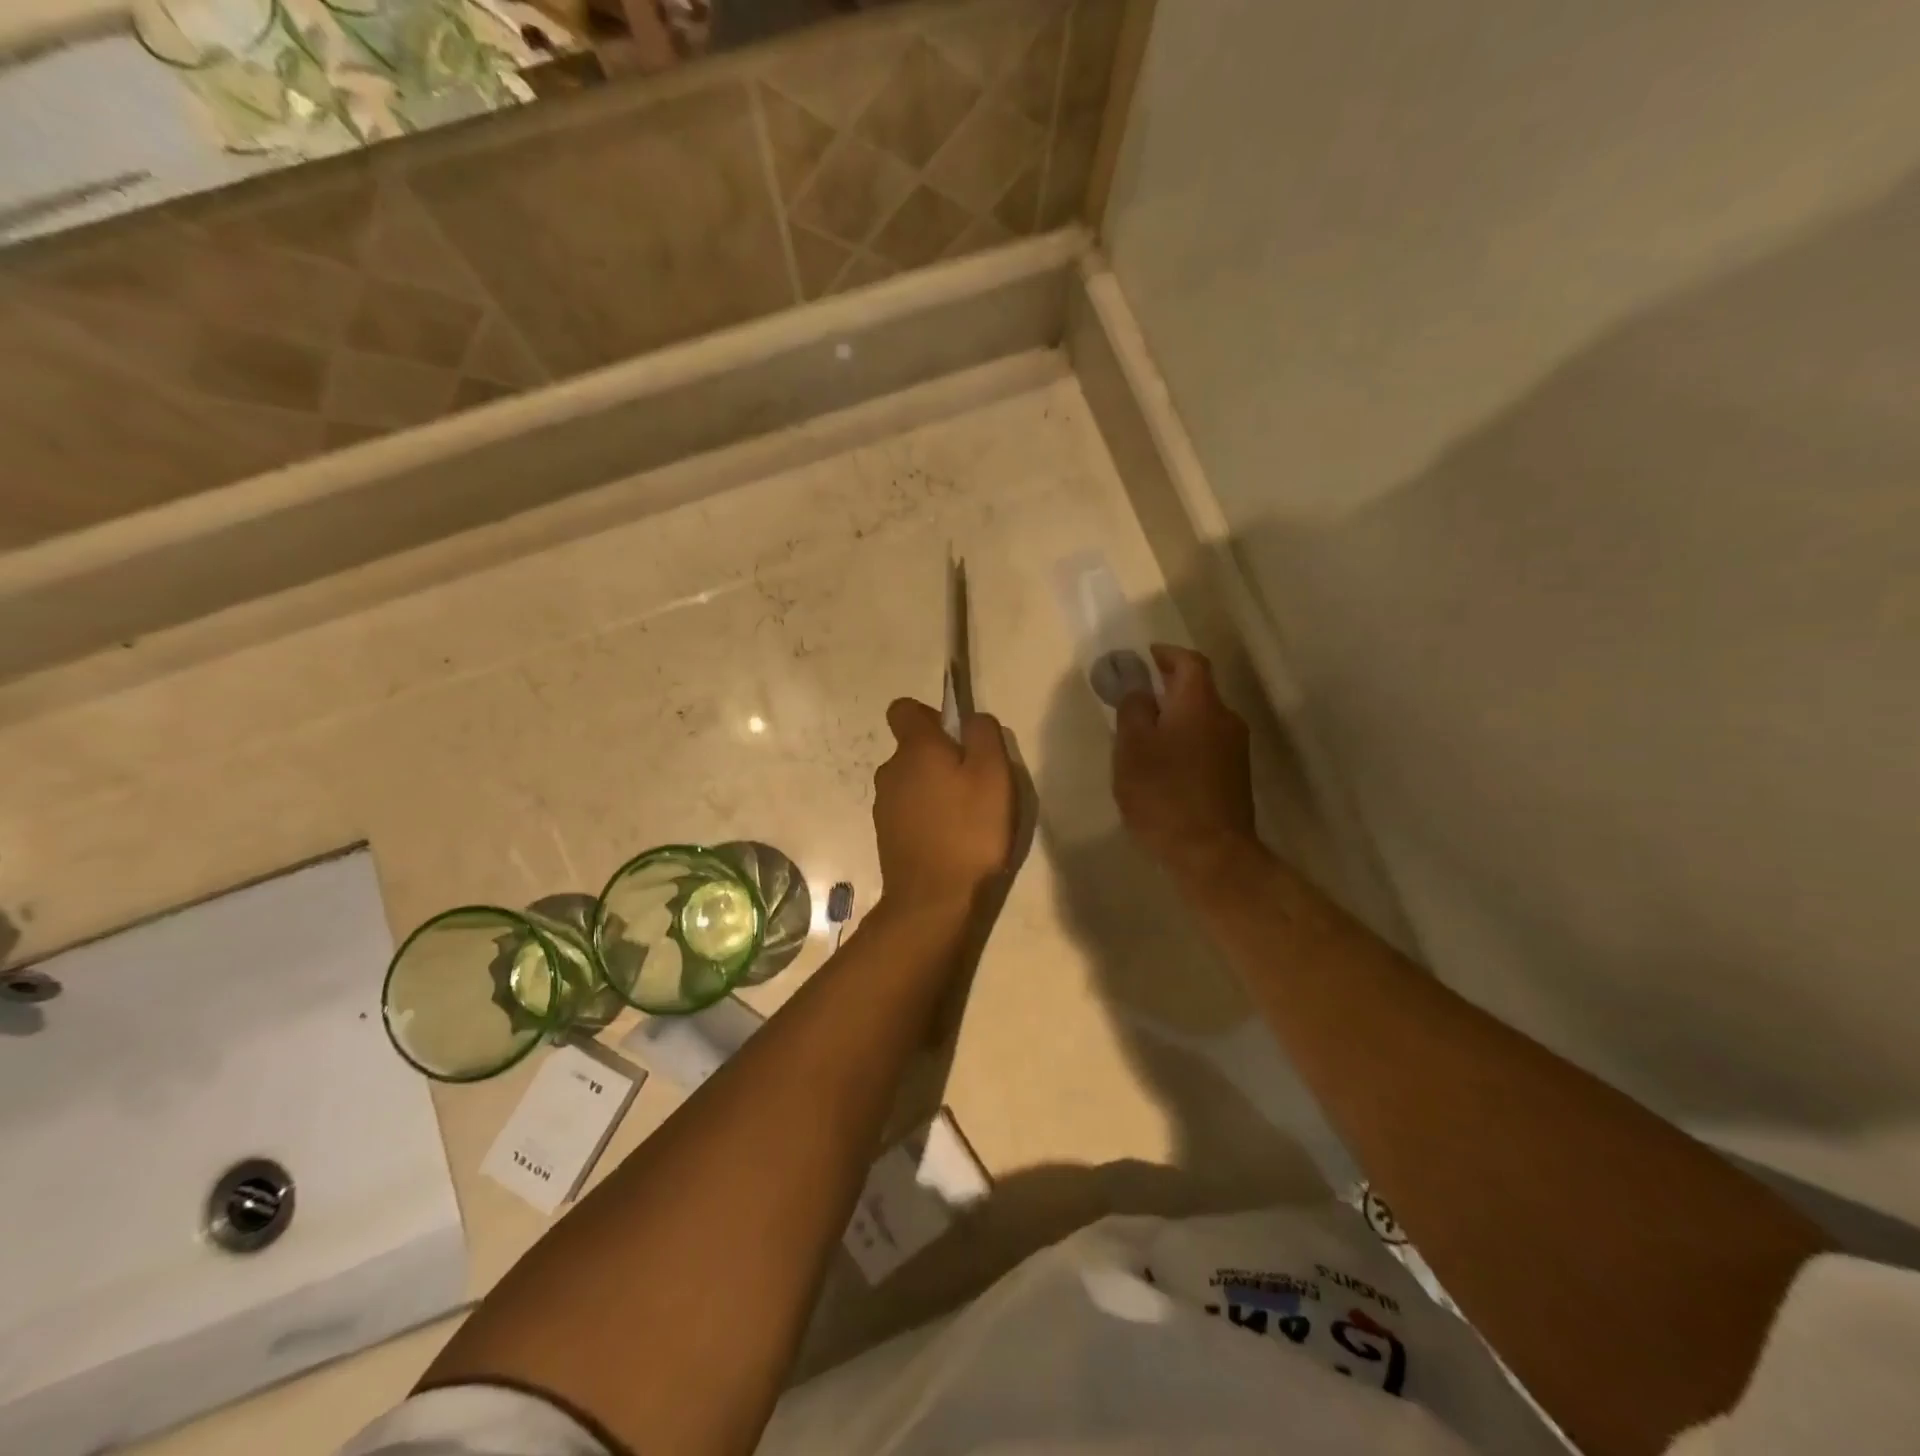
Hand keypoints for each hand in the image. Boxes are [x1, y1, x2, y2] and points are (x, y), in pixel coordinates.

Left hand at [873, 698, 1014, 907]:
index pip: (904, 709)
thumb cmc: (969, 830)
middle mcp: (891, 770)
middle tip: (975, 783)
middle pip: (912, 748)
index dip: (930, 715)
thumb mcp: (993, 773)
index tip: (957, 737)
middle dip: (940, 757)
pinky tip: (950, 840)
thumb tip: (972, 719)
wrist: (934, 900)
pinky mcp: (886, 835)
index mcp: (915, 748)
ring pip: (911, 781)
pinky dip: (926, 816)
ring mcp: (884, 805)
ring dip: (934, 789)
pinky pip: (908, 811)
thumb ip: (984, 734)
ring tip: (966, 816)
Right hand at [1114, 645, 1259, 882]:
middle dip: (1169, 687)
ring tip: (1146, 733)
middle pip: (1199, 690)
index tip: (1145, 657)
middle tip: (1137, 696)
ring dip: (1177, 717)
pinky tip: (1165, 764)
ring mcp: (1236, 750)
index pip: (1190, 662)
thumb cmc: (1164, 794)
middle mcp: (1226, 719)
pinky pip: (1208, 743)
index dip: (1167, 654)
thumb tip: (1138, 687)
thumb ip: (1133, 710)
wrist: (1211, 853)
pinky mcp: (1236, 777)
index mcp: (1200, 704)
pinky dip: (1186, 740)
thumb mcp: (1132, 748)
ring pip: (1203, 719)